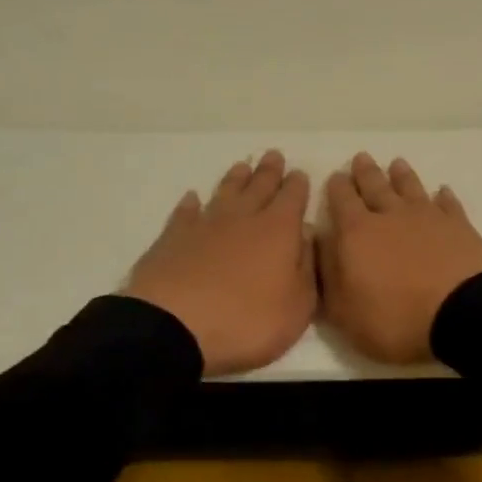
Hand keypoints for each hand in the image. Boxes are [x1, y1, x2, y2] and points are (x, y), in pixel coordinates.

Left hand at [123, 151, 316, 376]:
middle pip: (259, 187)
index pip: (293, 198)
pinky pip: (185, 212)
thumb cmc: (246, 321)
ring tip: (242, 167)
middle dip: (269, 172)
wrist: (173, 326)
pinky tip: (193, 198)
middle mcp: (243, 218)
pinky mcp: (173, 238)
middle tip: (274, 155)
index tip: (299, 173)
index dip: (297, 185)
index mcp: (278, 231)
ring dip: (235, 179)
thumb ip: (307, 270)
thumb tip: (308, 237)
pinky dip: (191, 203)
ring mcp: (205, 225)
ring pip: (225, 193)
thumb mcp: (297, 307)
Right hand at [318, 152, 481, 364]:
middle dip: (365, 172)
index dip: (337, 187)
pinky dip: (443, 196)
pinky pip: (449, 204)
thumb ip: (328, 275)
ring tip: (396, 163)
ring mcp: (428, 218)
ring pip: (411, 188)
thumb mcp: (345, 311)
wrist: (462, 315)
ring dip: (402, 175)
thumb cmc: (395, 319)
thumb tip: (321, 243)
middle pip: (375, 186)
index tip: (336, 176)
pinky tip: (442, 191)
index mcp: (357, 233)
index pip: (342, 201)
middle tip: (361, 158)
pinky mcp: (460, 227)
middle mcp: (391, 216)